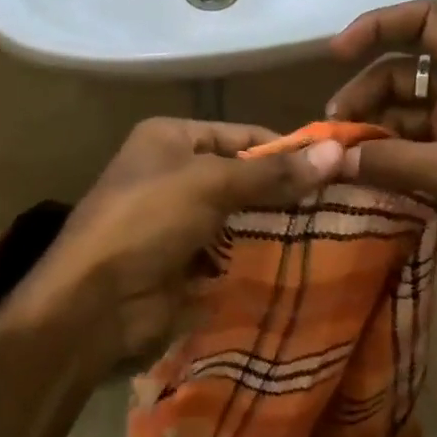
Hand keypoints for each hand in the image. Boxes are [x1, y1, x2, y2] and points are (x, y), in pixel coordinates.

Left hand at [9, 117, 344, 375]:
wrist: (94, 302)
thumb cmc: (146, 221)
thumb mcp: (209, 184)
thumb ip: (271, 173)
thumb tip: (336, 153)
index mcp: (172, 138)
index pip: (242, 135)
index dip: (287, 149)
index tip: (337, 167)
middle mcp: (175, 172)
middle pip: (244, 176)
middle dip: (286, 191)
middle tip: (343, 203)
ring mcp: (180, 220)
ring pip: (242, 216)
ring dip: (278, 226)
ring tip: (335, 231)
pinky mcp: (186, 261)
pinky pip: (233, 251)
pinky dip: (259, 256)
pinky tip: (302, 261)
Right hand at [327, 0, 436, 313]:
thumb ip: (392, 161)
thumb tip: (330, 158)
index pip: (428, 21)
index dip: (379, 25)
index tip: (336, 53)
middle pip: (404, 71)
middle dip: (365, 93)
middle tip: (332, 131)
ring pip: (404, 113)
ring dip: (371, 129)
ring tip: (339, 159)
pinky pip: (413, 148)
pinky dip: (386, 158)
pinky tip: (360, 177)